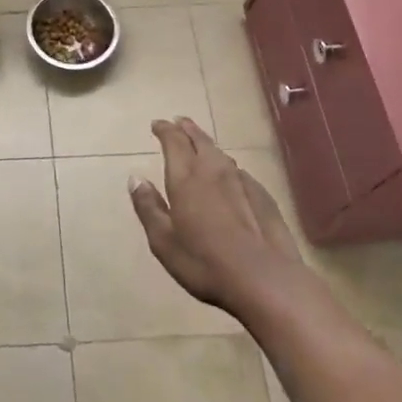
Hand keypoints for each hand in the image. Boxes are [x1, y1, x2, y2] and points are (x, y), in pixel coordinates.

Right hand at [130, 117, 305, 318]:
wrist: (265, 279)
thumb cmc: (204, 262)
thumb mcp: (163, 241)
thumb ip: (148, 207)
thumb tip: (135, 178)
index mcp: (186, 177)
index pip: (174, 140)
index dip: (165, 129)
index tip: (157, 124)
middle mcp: (213, 170)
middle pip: (200, 140)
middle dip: (187, 129)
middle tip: (179, 122)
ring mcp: (242, 181)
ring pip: (220, 154)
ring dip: (207, 145)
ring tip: (200, 144)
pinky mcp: (263, 196)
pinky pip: (239, 172)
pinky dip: (227, 168)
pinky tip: (229, 178)